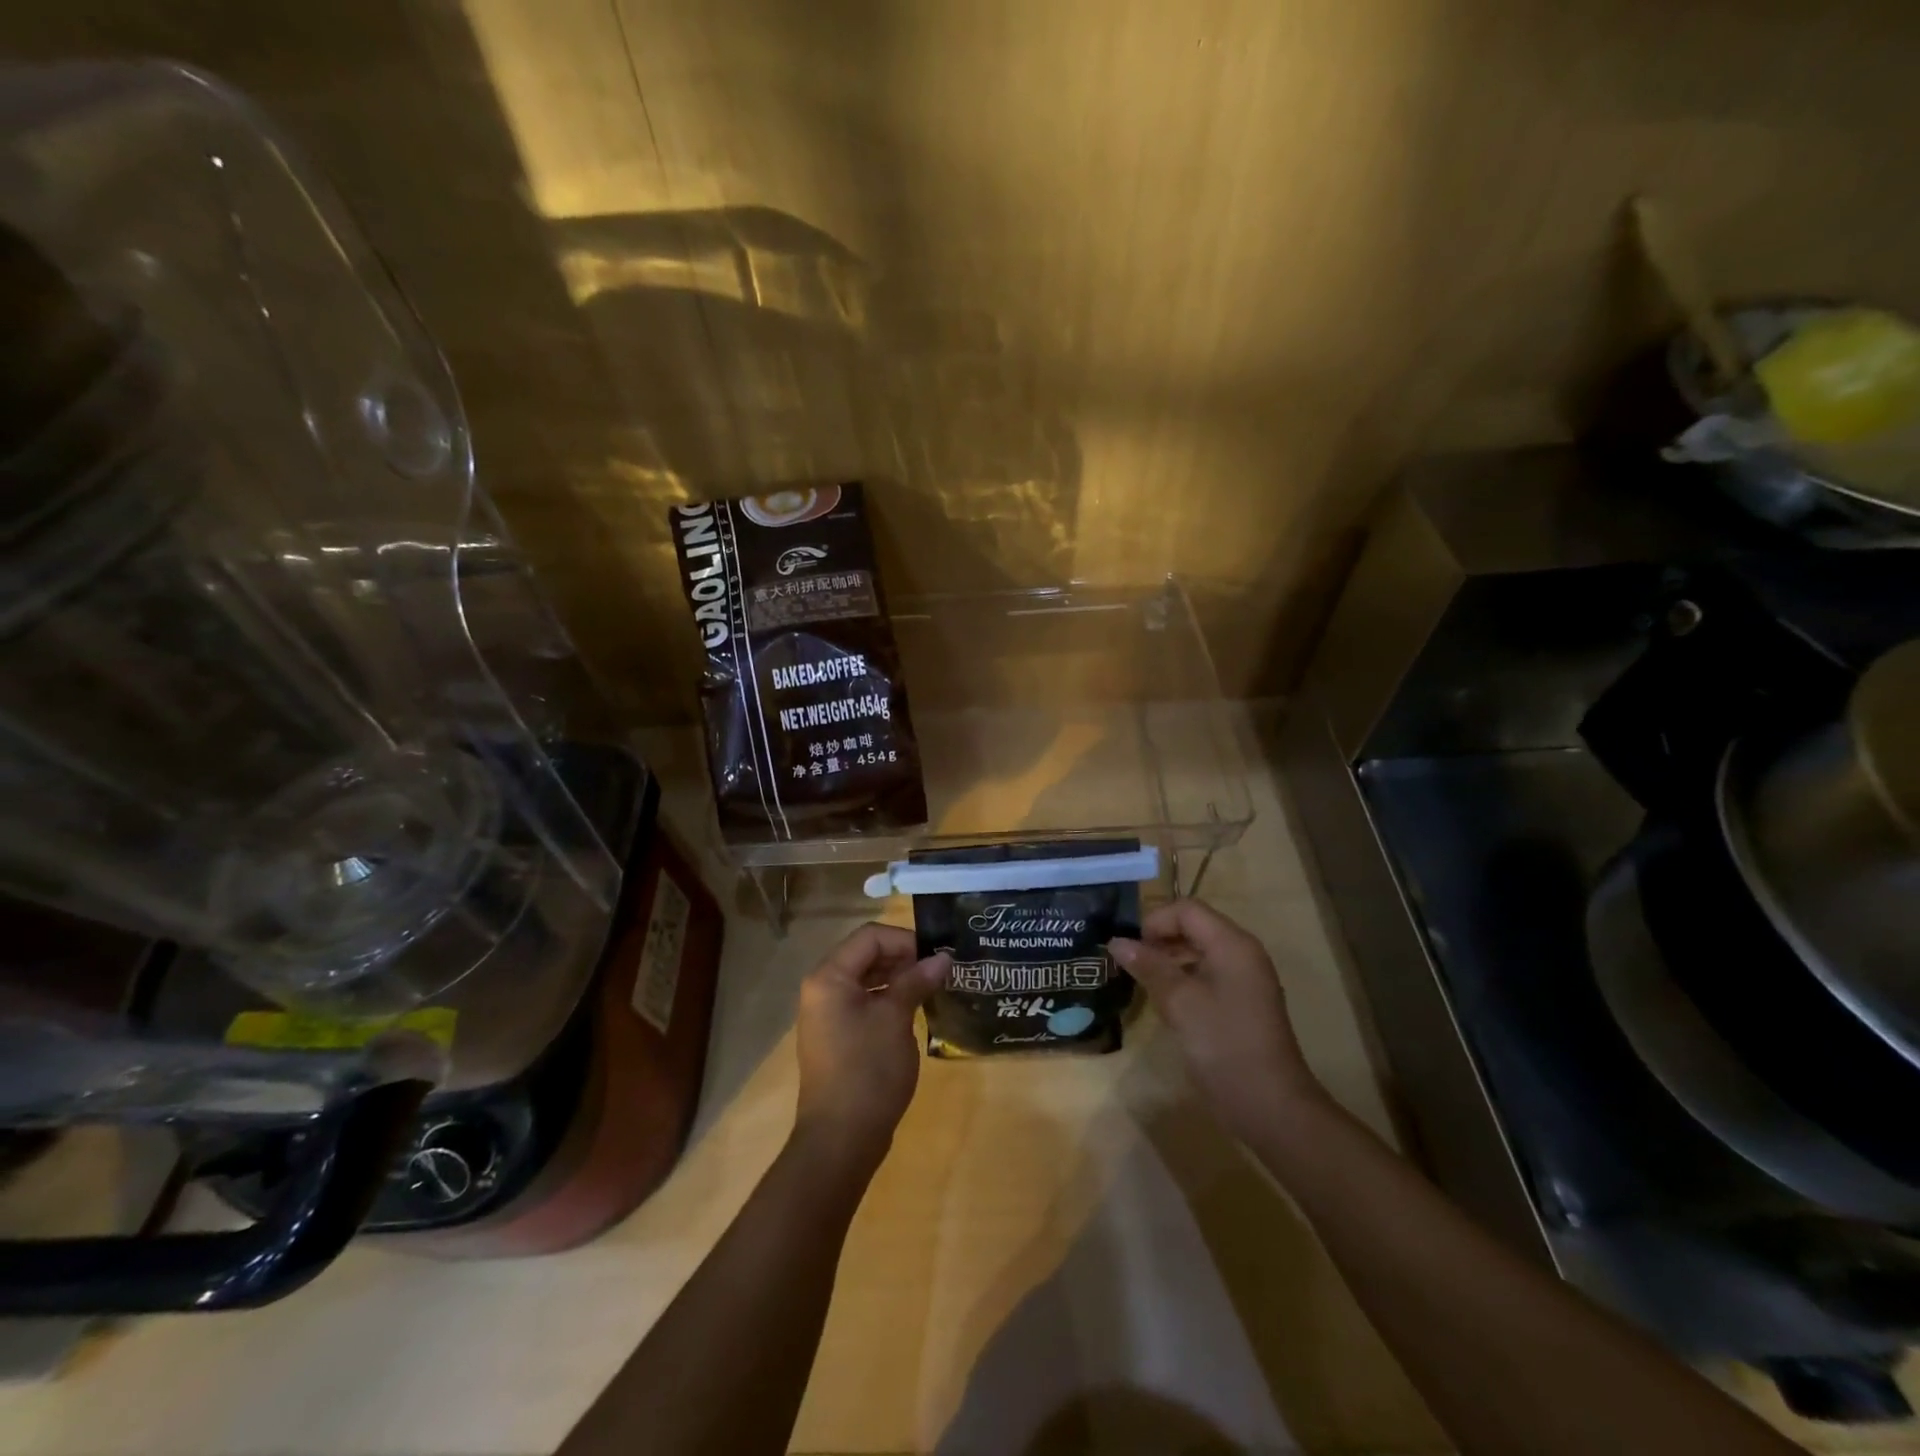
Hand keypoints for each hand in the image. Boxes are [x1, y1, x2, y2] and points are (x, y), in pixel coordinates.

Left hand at [793, 923, 948, 1173]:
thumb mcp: (896, 1019)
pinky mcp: (837, 1037)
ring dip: (899, 979)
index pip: (871, 937)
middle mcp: (822, 989)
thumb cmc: (867, 1071)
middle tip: (940, 972)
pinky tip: (916, 1011)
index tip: (938, 957)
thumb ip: (917, 981)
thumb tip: (943, 957)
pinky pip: (864, 1003)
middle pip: (867, 955)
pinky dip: (889, 1000)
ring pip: (867, 979)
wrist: (840, 1140)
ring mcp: (827, 1015)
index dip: (906, 940)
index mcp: (829, 977)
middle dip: (905, 958)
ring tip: (933, 989)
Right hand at [1110, 899, 1327, 1143]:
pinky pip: (1207, 974)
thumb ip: (1148, 966)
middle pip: (1194, 926)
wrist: (1271, 1106)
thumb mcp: (1180, 1002)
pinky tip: (1164, 1001)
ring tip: (1141, 981)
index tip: (1129, 948)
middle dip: (1159, 938)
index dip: (1154, 921)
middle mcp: (1242, 953)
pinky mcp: (1242, 1003)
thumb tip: (1116, 941)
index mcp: (1232, 944)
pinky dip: (1183, 978)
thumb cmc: (1223, 1045)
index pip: (1186, 909)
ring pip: (1199, 951)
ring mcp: (1244, 979)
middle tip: (1129, 963)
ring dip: (1168, 959)